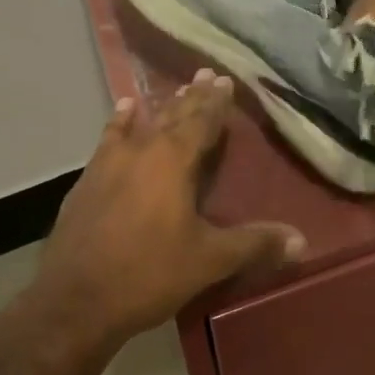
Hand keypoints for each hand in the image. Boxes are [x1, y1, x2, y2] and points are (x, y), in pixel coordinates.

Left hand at [30, 69, 304, 351]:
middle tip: (205, 73)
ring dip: (161, 107)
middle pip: (173, 116)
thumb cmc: (148, 274)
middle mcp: (142, 151)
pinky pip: (109, 140)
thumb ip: (254, 244)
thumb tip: (301, 239)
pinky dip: (120, 123)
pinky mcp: (87, 181)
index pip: (202, 121)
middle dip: (193, 96)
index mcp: (174, 161)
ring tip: (174, 88)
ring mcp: (109, 163)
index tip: (225, 79)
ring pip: (143, 124)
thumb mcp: (209, 261)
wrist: (73, 301)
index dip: (216, 101)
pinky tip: (124, 111)